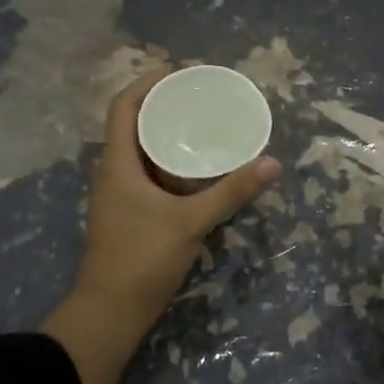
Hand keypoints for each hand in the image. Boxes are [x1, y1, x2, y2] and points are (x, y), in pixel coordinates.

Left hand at [46, 67, 280, 383]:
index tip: (183, 72)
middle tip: (202, 93)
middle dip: (164, 102)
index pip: (124, 104)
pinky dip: (169, 158)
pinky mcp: (129, 211)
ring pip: (140, 148)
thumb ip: (231, 192)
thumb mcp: (190, 222)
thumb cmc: (142, 259)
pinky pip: (148, 170)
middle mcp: (113, 170)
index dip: (149, 81)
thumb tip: (272, 164)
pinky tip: (197, 166)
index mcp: (117, 162)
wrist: (111, 312)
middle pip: (133, 121)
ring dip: (166, 130)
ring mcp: (119, 193)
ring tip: (202, 121)